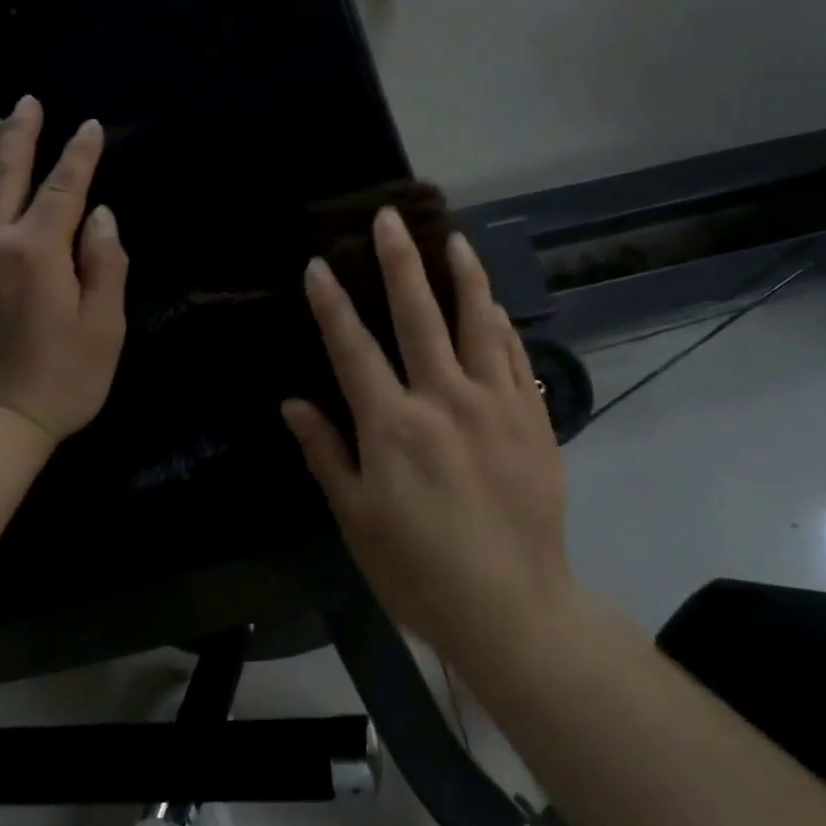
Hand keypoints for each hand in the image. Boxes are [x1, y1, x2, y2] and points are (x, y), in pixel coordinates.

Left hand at [0, 96, 128, 444]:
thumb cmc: (59, 379)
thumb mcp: (104, 328)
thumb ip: (106, 265)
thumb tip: (101, 216)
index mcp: (38, 251)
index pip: (63, 189)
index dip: (80, 155)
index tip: (91, 126)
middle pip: (5, 173)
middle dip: (20, 134)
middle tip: (28, 101)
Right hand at [281, 208, 570, 661]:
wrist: (512, 606)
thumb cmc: (420, 571)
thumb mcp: (357, 520)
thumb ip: (326, 454)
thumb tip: (293, 404)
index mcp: (392, 426)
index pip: (353, 349)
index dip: (332, 304)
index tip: (319, 265)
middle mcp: (443, 400)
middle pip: (417, 315)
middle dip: (399, 262)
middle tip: (389, 218)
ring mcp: (495, 404)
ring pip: (477, 322)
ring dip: (462, 275)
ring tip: (453, 238)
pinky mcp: (532, 418)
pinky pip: (513, 356)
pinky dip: (499, 324)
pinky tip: (491, 303)